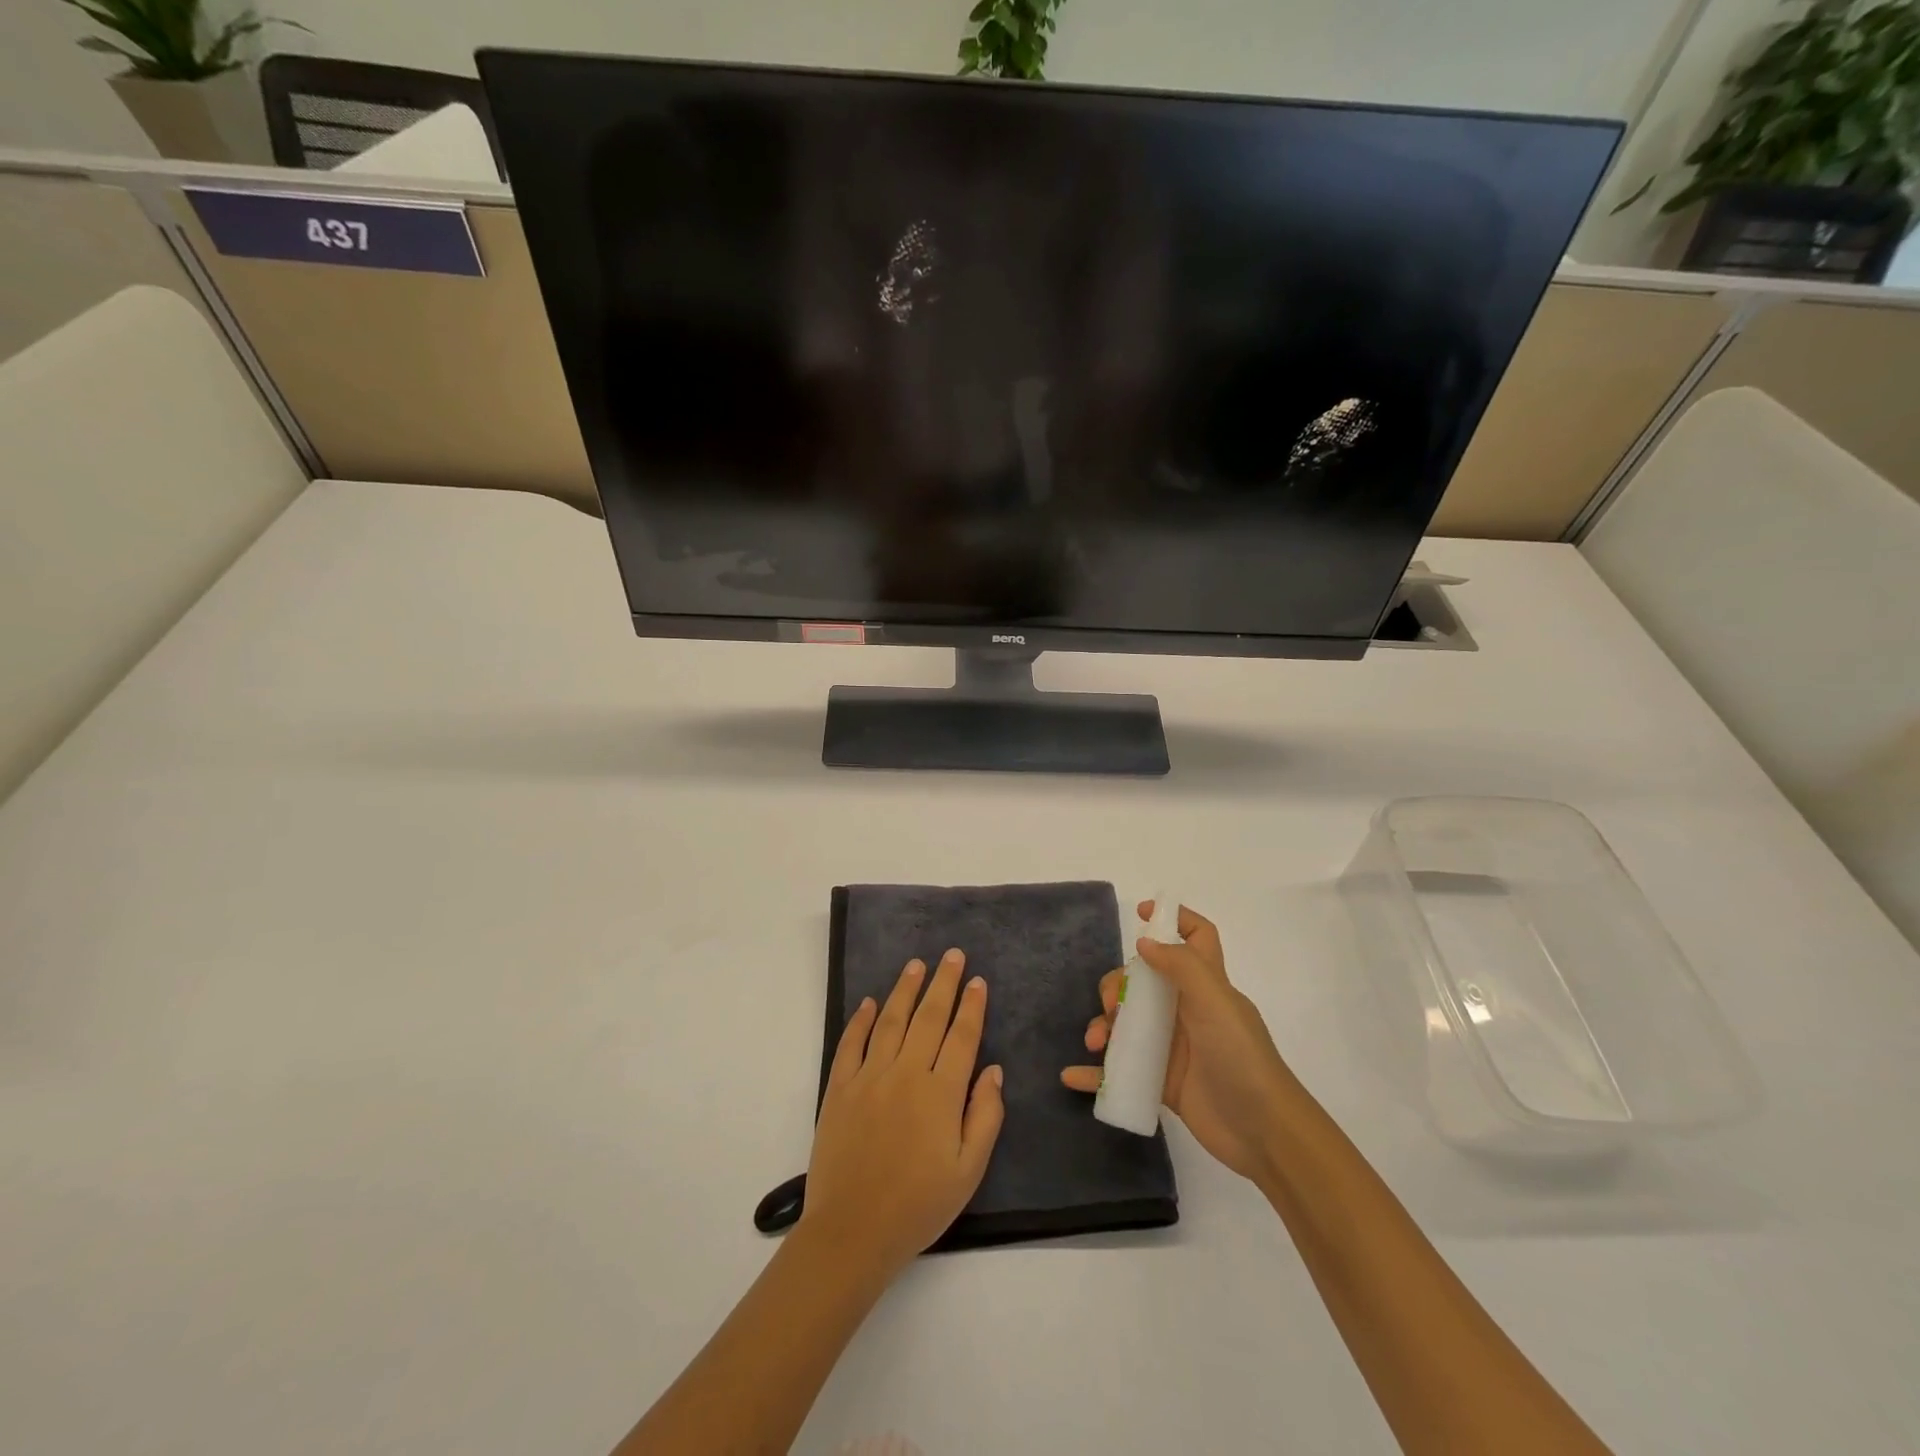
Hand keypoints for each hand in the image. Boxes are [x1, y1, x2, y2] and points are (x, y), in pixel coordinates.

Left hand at [800, 950, 1005, 1279]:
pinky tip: (868, 1002)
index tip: (977, 981)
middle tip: (952, 955)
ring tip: (917, 965)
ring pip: (890, 1020)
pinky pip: (851, 1043)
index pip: (962, 1036)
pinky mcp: (839, 1088)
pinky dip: (860, 1019)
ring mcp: (869, 1077)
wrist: (853, 1231)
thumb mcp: (969, 1171)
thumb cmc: (919, 1205)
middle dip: (943, 983)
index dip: (971, 1006)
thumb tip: (993, 1071)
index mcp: (941, 1093)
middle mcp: (906, 1073)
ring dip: (905, 990)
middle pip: (928, 1017)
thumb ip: (986, 1116)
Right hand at [1061, 902, 1297, 1181]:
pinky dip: (1096, 1073)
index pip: (1197, 938)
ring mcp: (1173, 1046)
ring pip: (1127, 1022)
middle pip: (1143, 981)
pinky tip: (1073, 1076)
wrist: (1262, 1132)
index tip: (1140, 913)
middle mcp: (1187, 1009)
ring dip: (1102, 1026)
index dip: (1174, 918)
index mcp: (1205, 984)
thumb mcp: (1215, 1002)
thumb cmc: (1240, 1056)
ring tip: (1095, 1044)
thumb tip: (1144, 942)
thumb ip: (1181, 966)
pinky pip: (1121, 1070)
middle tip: (1111, 1008)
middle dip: (1118, 986)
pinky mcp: (1162, 1080)